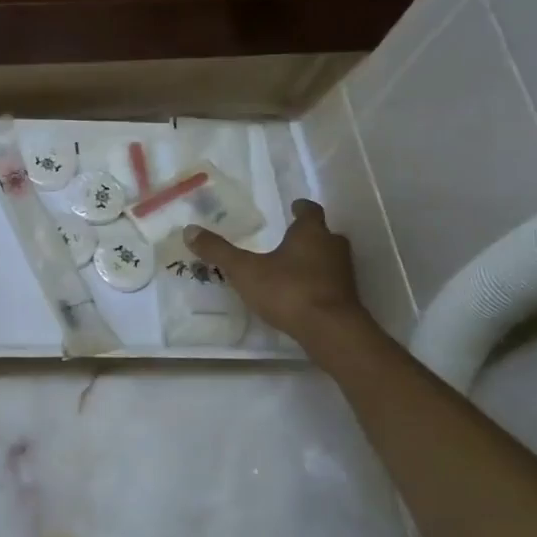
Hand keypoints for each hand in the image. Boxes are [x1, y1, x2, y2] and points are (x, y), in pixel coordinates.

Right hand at [185, 199, 372, 351]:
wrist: (329, 330)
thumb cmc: (287, 290)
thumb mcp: (245, 270)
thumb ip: (219, 251)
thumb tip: (189, 230)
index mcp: (311, 233)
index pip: (310, 211)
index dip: (301, 208)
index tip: (295, 206)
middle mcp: (332, 247)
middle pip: (323, 235)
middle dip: (308, 236)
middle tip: (289, 239)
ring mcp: (344, 273)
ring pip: (329, 259)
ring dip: (314, 260)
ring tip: (292, 267)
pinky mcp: (347, 297)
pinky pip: (331, 283)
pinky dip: (318, 283)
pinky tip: (302, 294)